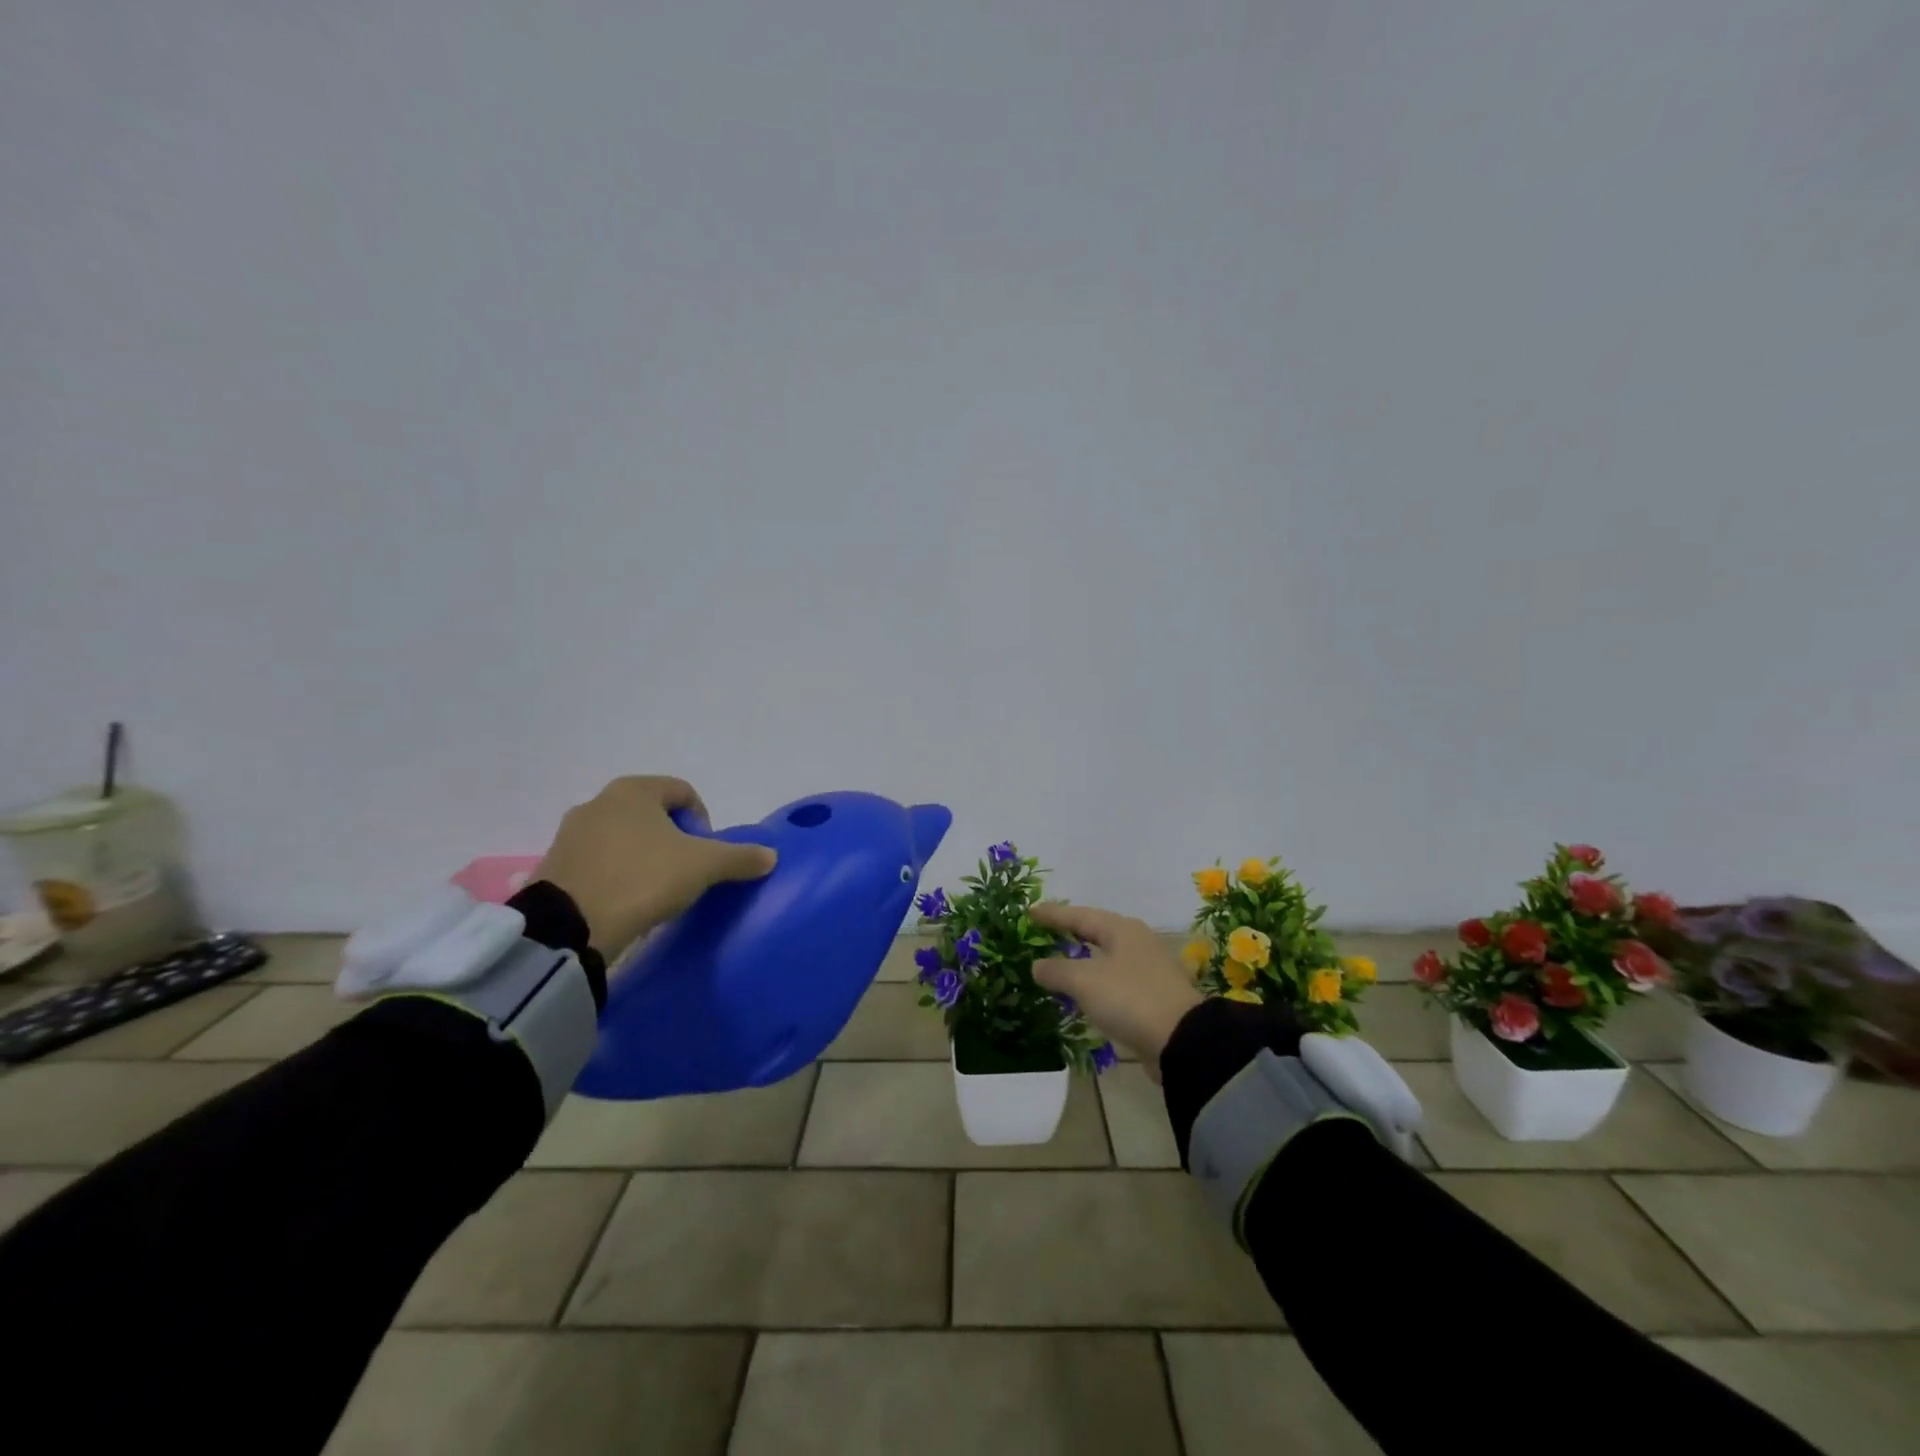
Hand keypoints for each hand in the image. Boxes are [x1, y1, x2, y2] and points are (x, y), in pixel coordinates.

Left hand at [534, 776, 776, 957]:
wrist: (569, 927)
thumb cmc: (643, 878)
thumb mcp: (703, 867)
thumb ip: (739, 857)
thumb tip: (770, 855)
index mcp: (634, 790)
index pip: (683, 792)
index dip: (703, 821)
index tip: (705, 853)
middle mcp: (599, 801)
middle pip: (652, 814)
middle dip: (673, 840)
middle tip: (684, 872)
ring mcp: (571, 833)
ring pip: (624, 837)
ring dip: (644, 856)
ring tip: (655, 890)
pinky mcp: (554, 865)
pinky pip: (598, 861)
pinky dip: (616, 874)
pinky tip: (626, 900)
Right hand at [1030, 902, 1203, 1080]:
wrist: (1182, 1041)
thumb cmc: (1130, 999)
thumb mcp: (1085, 982)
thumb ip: (1057, 971)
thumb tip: (1037, 965)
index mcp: (1121, 929)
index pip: (1079, 915)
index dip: (1053, 914)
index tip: (1029, 911)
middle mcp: (1137, 942)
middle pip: (1096, 932)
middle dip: (1070, 932)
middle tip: (1045, 931)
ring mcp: (1148, 969)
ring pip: (1107, 956)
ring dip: (1083, 959)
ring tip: (1060, 961)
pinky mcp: (1153, 996)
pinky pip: (1115, 980)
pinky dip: (1096, 981)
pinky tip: (1085, 992)